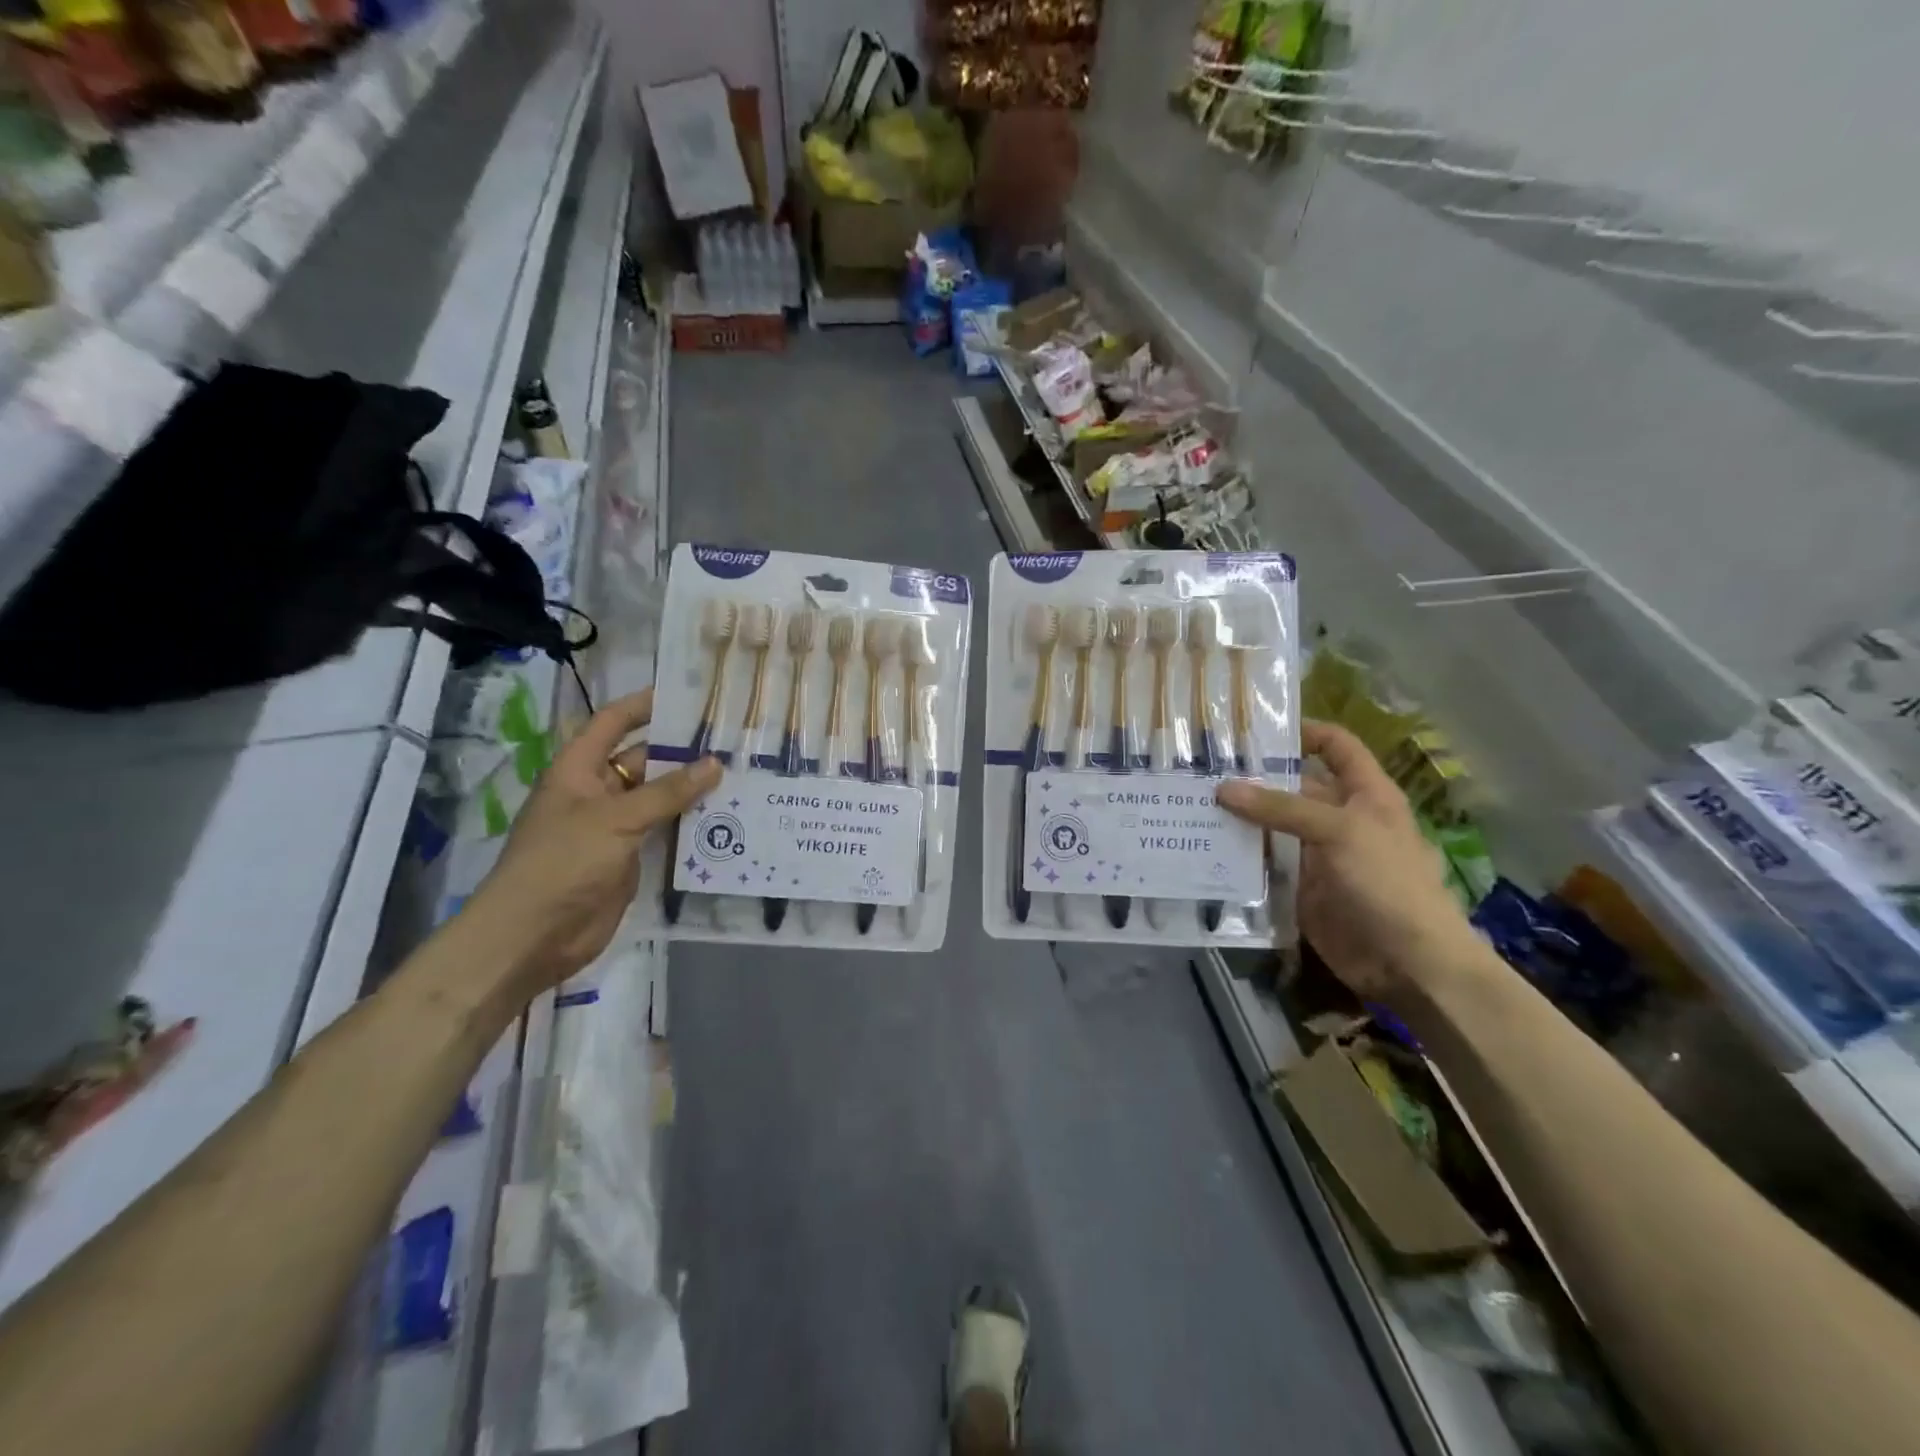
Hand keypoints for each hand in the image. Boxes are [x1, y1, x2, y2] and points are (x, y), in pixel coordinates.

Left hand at [472, 690, 719, 991]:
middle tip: (730, 739)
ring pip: (659, 798)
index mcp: (579, 770)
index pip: (612, 723)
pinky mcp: (630, 858)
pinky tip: (726, 818)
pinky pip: (664, 832)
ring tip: (740, 774)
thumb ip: (667, 792)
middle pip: (642, 761)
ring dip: (692, 790)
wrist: (533, 935)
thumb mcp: (616, 819)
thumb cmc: (563, 862)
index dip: (643, 705)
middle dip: (681, 751)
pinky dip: (690, 825)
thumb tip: (715, 763)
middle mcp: (597, 792)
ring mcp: (614, 827)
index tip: (685, 695)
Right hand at [1218, 720, 1470, 1002]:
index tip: (1256, 730)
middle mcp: (1338, 818)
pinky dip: (1238, 856)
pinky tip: (1202, 846)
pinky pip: (1264, 863)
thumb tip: (1223, 787)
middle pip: (1292, 786)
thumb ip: (1281, 808)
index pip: (1336, 747)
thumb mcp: (1339, 832)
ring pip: (1272, 826)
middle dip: (1253, 778)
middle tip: (1200, 770)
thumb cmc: (1387, 882)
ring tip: (1189, 803)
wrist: (1407, 962)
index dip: (1305, 732)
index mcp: (1364, 794)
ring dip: (1239, 818)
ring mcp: (1317, 854)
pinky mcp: (1298, 887)